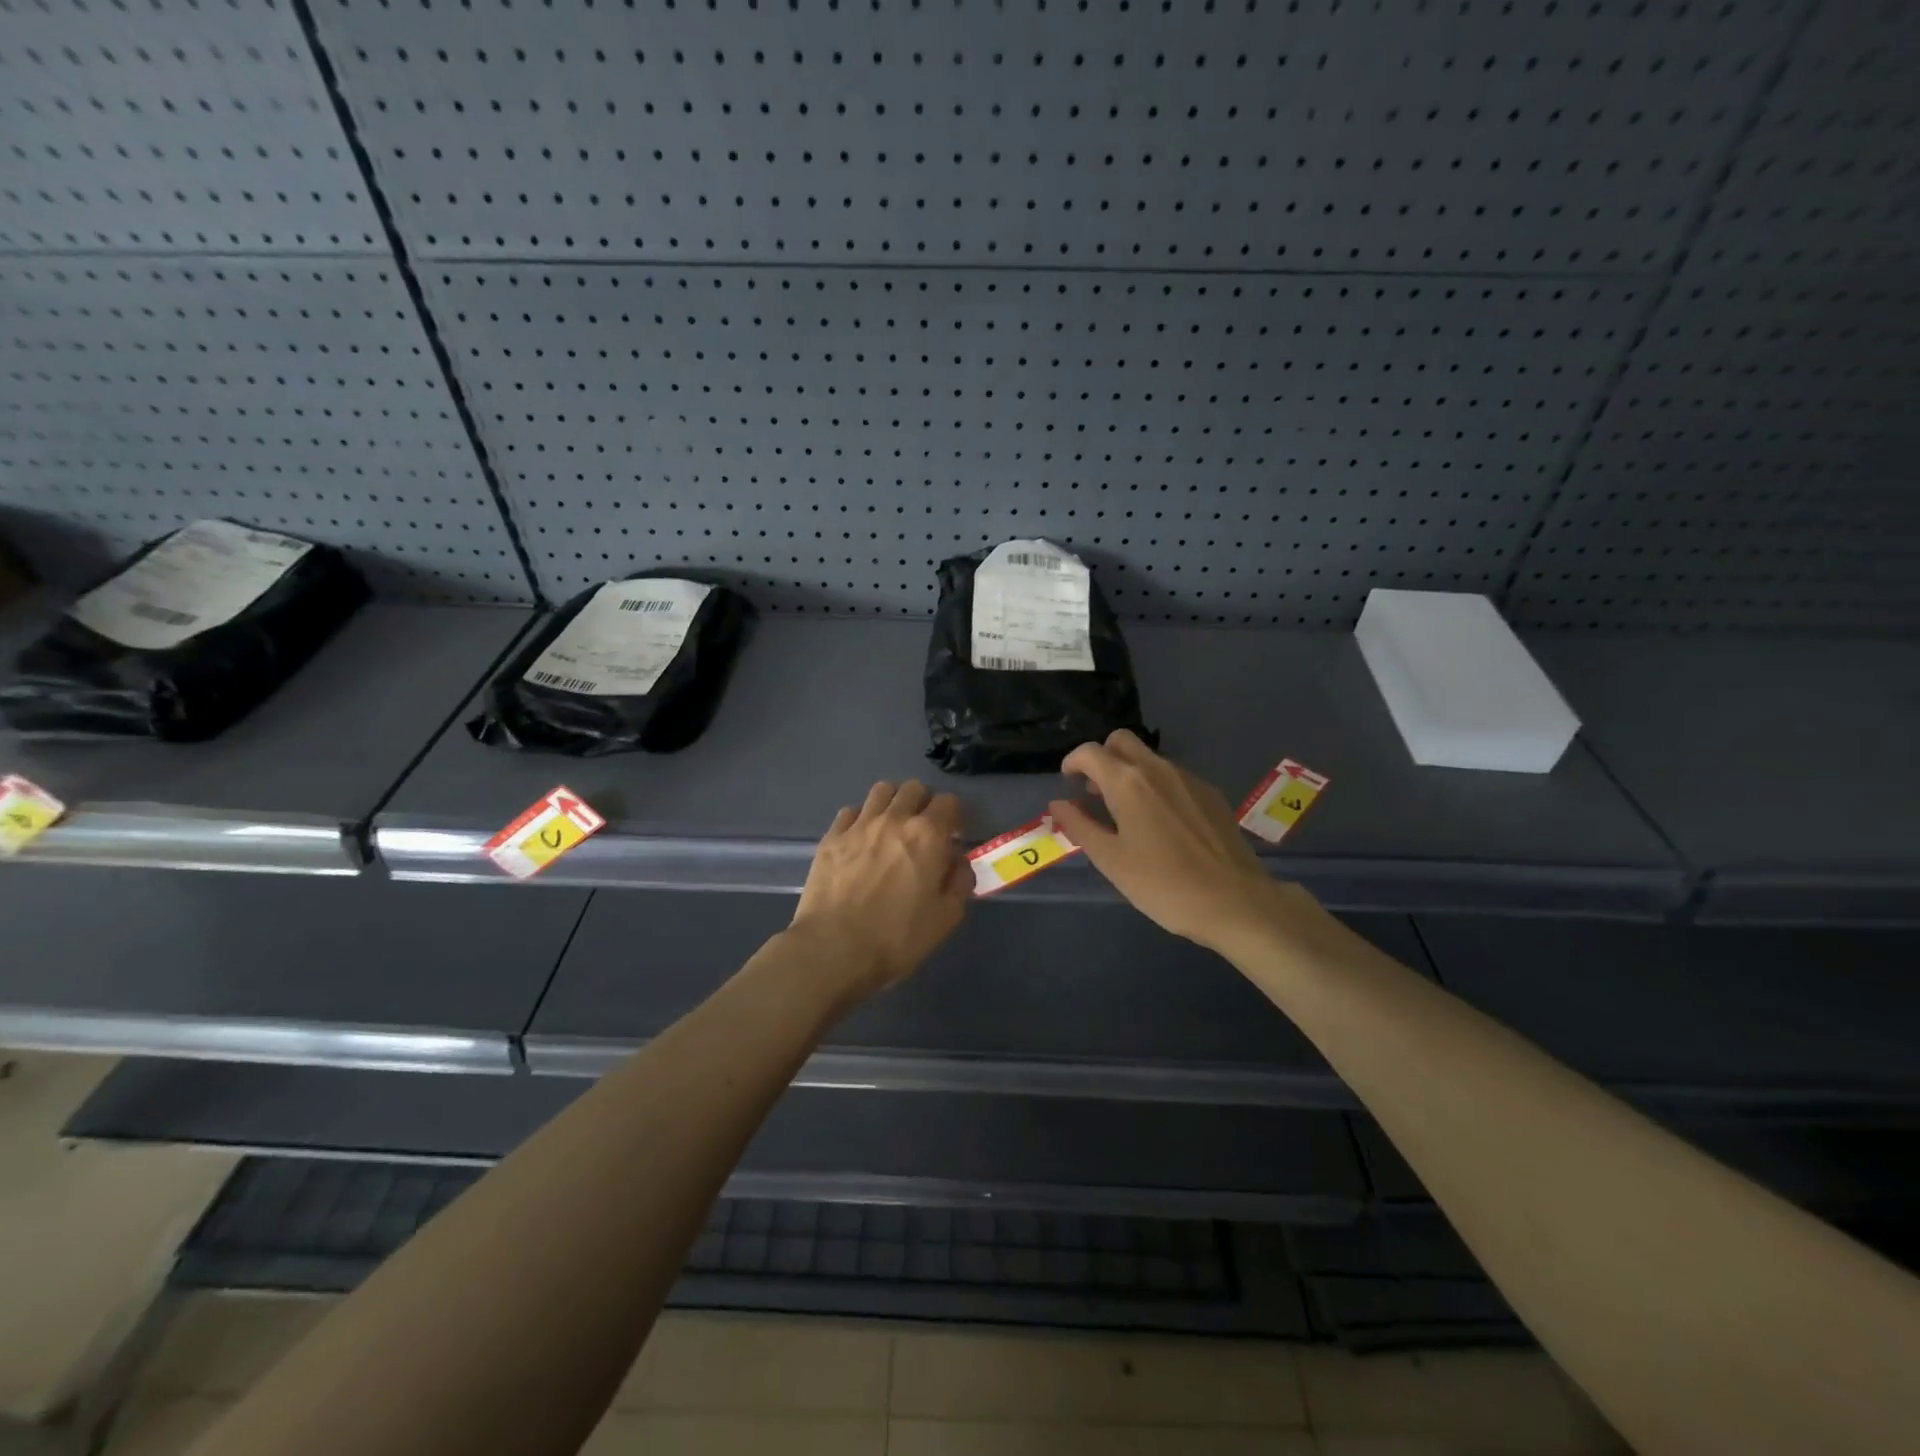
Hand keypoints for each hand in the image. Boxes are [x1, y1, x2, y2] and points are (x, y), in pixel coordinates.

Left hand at [789, 781, 970, 998]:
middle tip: (922, 830)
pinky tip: (860, 841)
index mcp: (928, 835)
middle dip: (923, 803)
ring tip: (891, 828)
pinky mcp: (831, 837)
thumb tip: (958, 862)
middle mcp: (894, 819)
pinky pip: (850, 812)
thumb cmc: (897, 937)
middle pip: (914, 789)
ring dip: (892, 803)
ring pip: (881, 791)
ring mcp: (859, 825)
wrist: (833, 948)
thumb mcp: (946, 918)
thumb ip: (960, 882)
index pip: (949, 802)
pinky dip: (860, 819)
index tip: (952, 836)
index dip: (954, 816)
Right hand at [1050, 730, 1312, 952]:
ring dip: (1129, 772)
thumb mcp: (1111, 860)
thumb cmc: (1163, 884)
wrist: (1235, 901)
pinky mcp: (1210, 794)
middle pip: (1121, 741)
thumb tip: (1057, 804)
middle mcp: (1157, 769)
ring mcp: (1188, 778)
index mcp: (1127, 782)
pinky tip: (1160, 823)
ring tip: (1126, 811)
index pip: (1090, 752)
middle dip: (1102, 757)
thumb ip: (1080, 826)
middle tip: (1095, 791)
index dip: (1072, 762)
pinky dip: (1155, 785)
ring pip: (1149, 758)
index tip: (1068, 782)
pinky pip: (1173, 776)